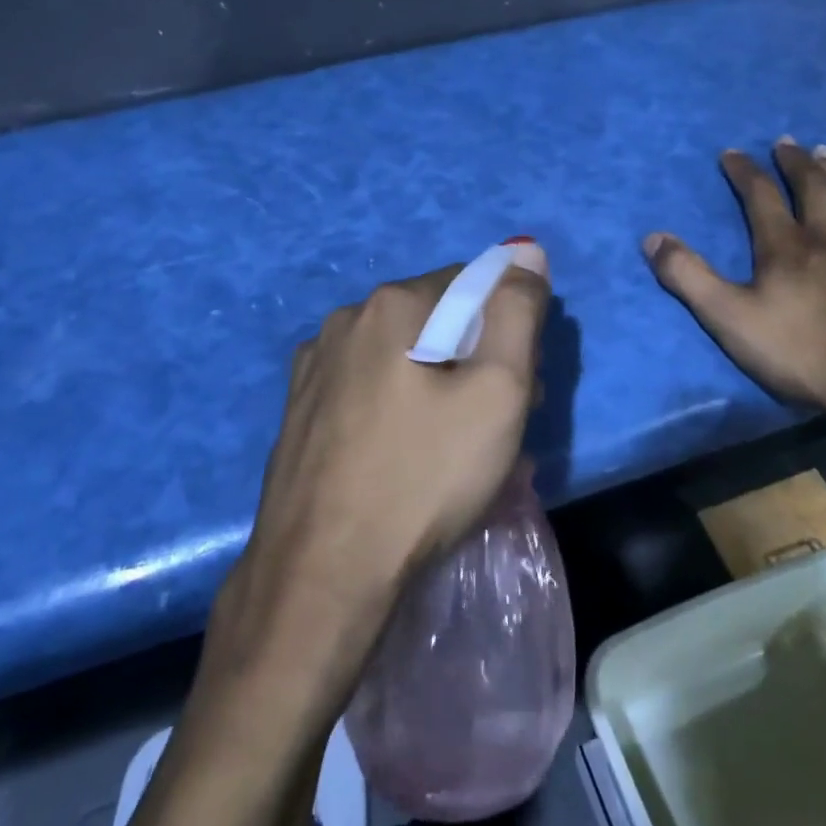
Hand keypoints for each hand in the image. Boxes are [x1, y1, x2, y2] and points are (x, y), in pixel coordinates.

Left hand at [229, 243, 552, 646]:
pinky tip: (408, 461)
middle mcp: (343, 322)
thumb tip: (526, 252)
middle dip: (476, 361)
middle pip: (436, 323)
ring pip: (402, 359)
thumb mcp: (498, 390)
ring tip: (457, 453)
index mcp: (389, 304)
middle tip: (497, 427)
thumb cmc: (423, 476)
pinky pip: (369, 392)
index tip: (521, 386)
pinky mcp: (300, 412)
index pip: (473, 285)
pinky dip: (400, 411)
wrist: (323, 573)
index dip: (509, 330)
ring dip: (440, 389)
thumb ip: (518, 311)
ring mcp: (313, 369)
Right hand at [643, 140, 825, 427]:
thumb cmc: (798, 352)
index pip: (760, 196)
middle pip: (811, 188)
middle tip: (785, 143)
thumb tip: (653, 237)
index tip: (732, 153)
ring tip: (825, 152)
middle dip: (794, 163)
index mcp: (784, 247)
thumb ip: (688, 277)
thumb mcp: (727, 318)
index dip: (744, 172)